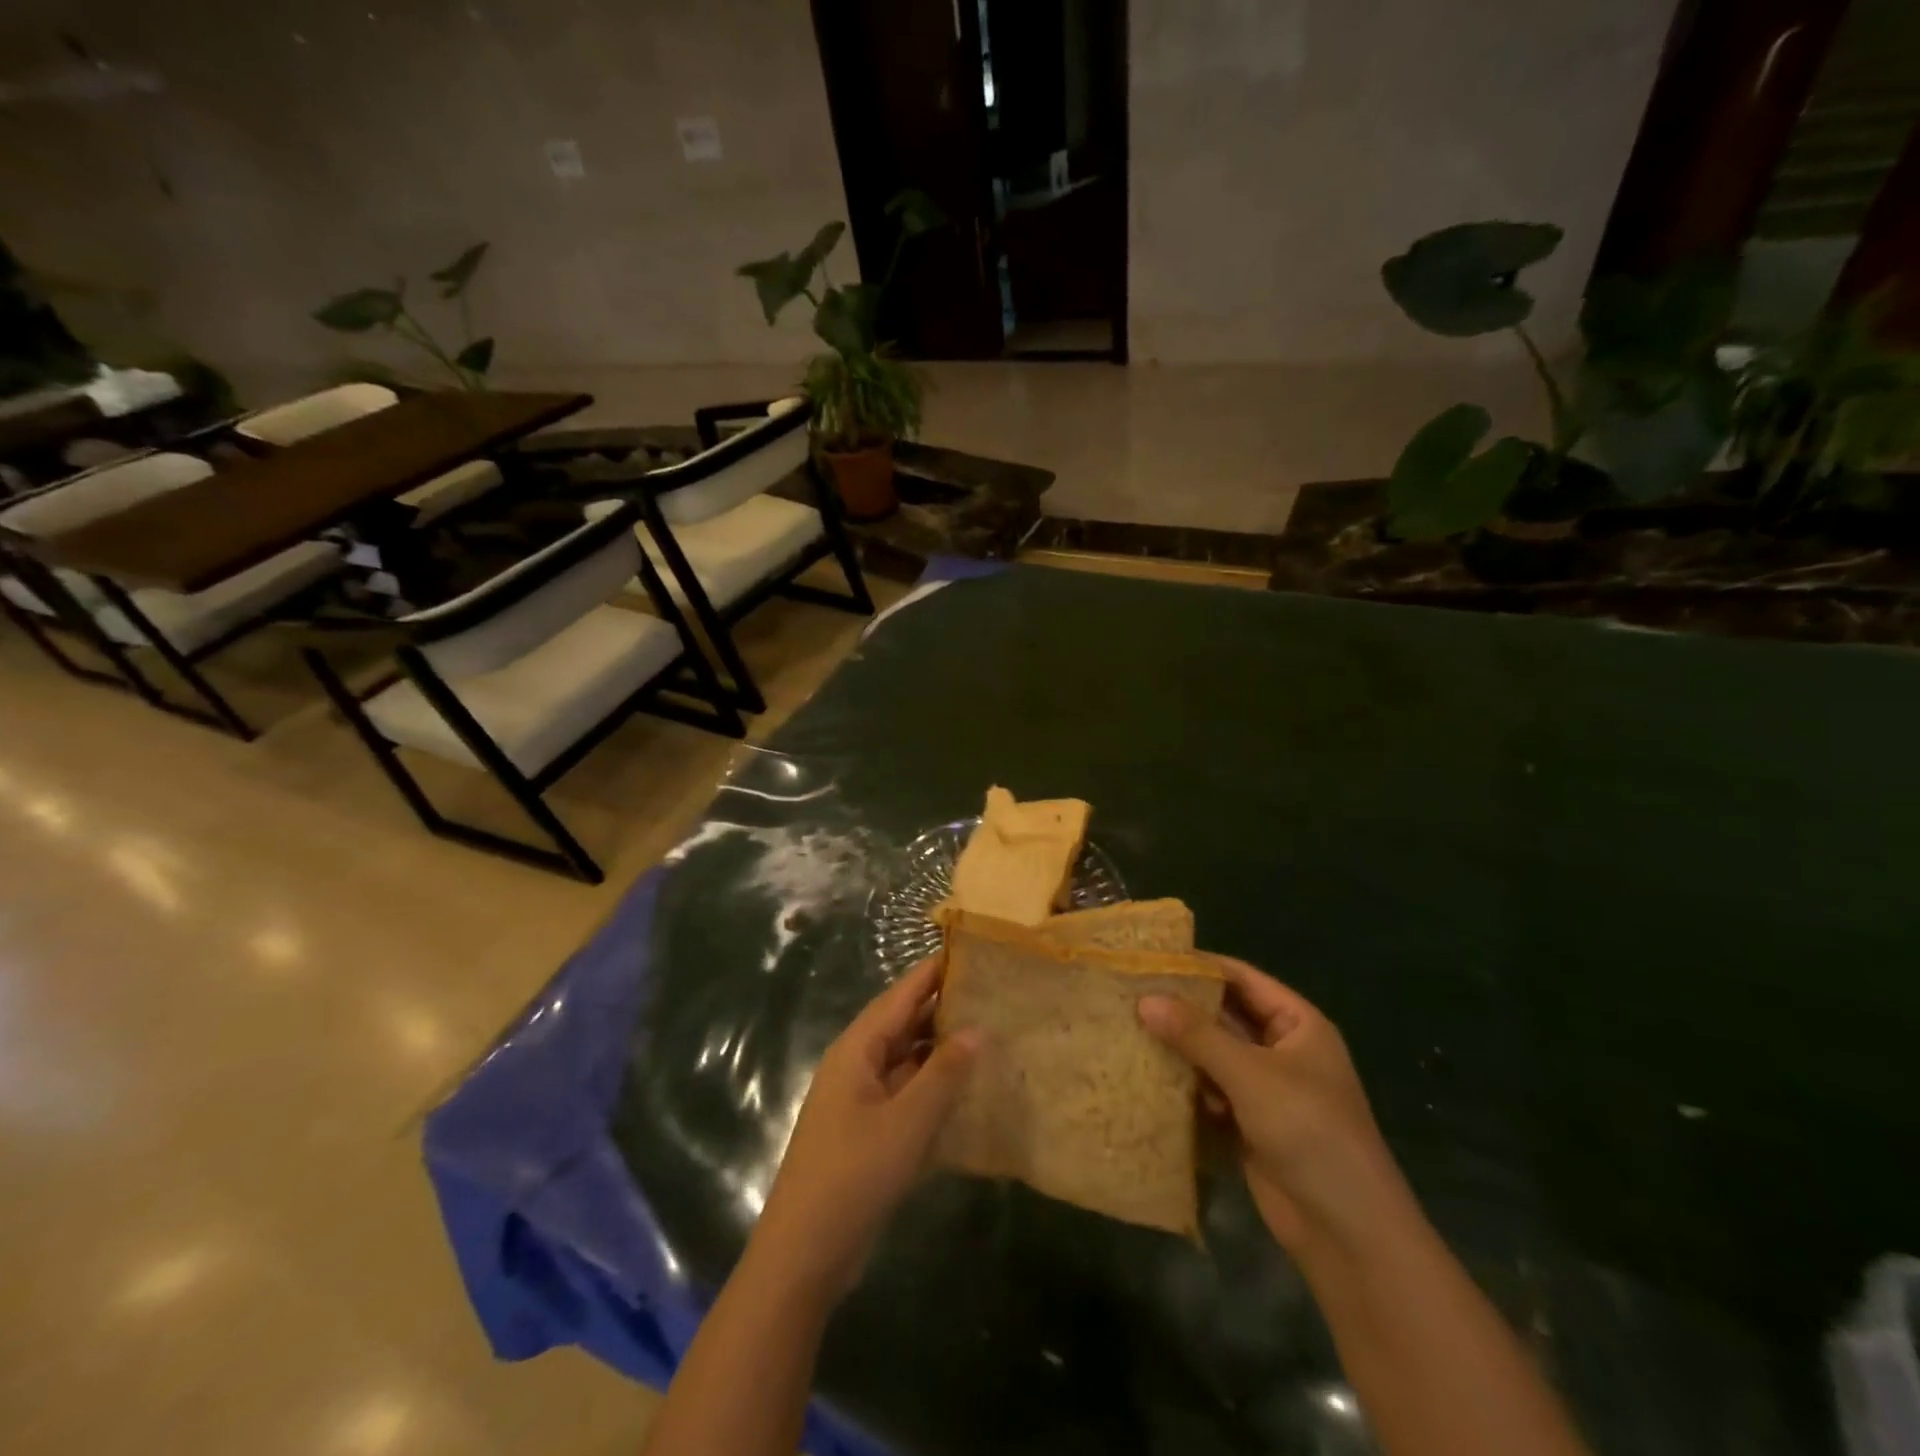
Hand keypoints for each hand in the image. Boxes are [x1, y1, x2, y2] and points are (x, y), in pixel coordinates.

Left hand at [753, 954, 978, 1298]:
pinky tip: (968, 1090)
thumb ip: (944, 1074)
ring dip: (941, 1050)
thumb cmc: (853, 1176)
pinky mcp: (869, 1133)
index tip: (971, 951)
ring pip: (907, 1061)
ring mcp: (861, 1101)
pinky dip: (934, 1088)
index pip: (900, 996)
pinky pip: (907, 1095)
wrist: (804, 1256)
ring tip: (990, 1034)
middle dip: (943, 1009)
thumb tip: (978, 1029)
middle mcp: (857, 1066)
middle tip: (993, 993)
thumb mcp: (906, 1123)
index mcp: (857, 1050)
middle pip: (904, 1025)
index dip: (933, 973)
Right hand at [1138, 957, 1411, 1258]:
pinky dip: (1185, 1084)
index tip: (1150, 957)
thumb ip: (1196, 1035)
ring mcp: (1265, 1089)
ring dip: (1179, 1047)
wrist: (1348, 1233)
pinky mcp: (1248, 1123)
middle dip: (1181, 1007)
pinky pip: (1210, 1090)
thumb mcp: (1251, 1075)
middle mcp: (1281, 1050)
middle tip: (1128, 992)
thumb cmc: (1310, 1132)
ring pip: (1213, 1055)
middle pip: (1224, 1016)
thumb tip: (1144, 999)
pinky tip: (1146, 1075)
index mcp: (1297, 1025)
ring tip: (1126, 1027)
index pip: (1242, 978)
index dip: (1200, 965)